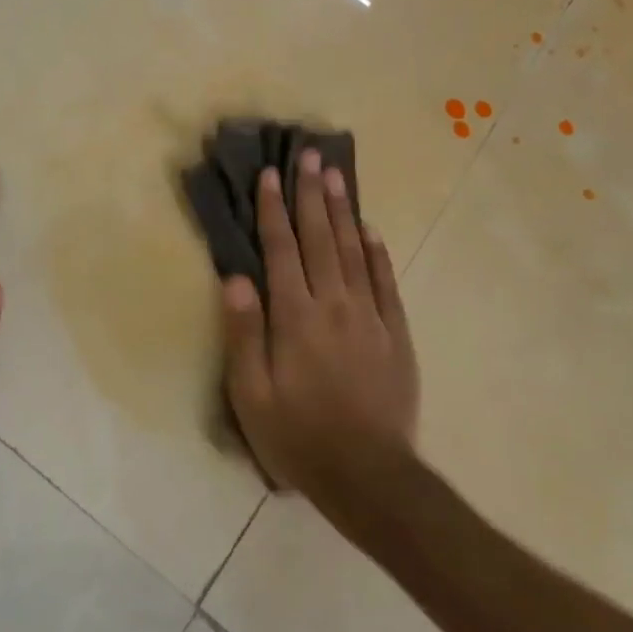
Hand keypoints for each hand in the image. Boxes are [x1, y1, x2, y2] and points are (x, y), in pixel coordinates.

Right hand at [220, 148, 419, 495]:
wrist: (368, 475)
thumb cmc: (297, 435)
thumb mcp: (250, 393)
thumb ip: (243, 332)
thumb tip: (236, 278)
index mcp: (295, 317)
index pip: (281, 251)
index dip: (273, 210)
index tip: (270, 175)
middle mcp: (334, 306)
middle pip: (321, 239)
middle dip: (311, 195)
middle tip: (309, 156)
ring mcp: (370, 318)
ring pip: (355, 252)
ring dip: (343, 211)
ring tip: (336, 176)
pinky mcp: (396, 335)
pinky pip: (386, 282)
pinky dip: (378, 252)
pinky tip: (371, 230)